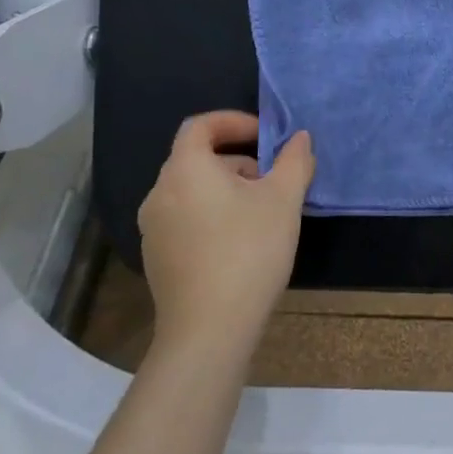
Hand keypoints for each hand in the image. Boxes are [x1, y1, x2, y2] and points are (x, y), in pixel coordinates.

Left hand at [137, 112, 314, 357]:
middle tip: (271, 177)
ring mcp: (153, 229)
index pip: (200, 125)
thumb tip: (299, 138)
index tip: (265, 136)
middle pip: (196, 158)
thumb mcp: (284, 199)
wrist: (209, 332)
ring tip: (261, 210)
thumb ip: (294, 160)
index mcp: (185, 169)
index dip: (234, 121)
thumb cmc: (248, 251)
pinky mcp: (157, 258)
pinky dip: (211, 213)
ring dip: (226, 187)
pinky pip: (184, 217)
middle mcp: (160, 193)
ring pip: (192, 189)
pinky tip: (240, 241)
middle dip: (237, 158)